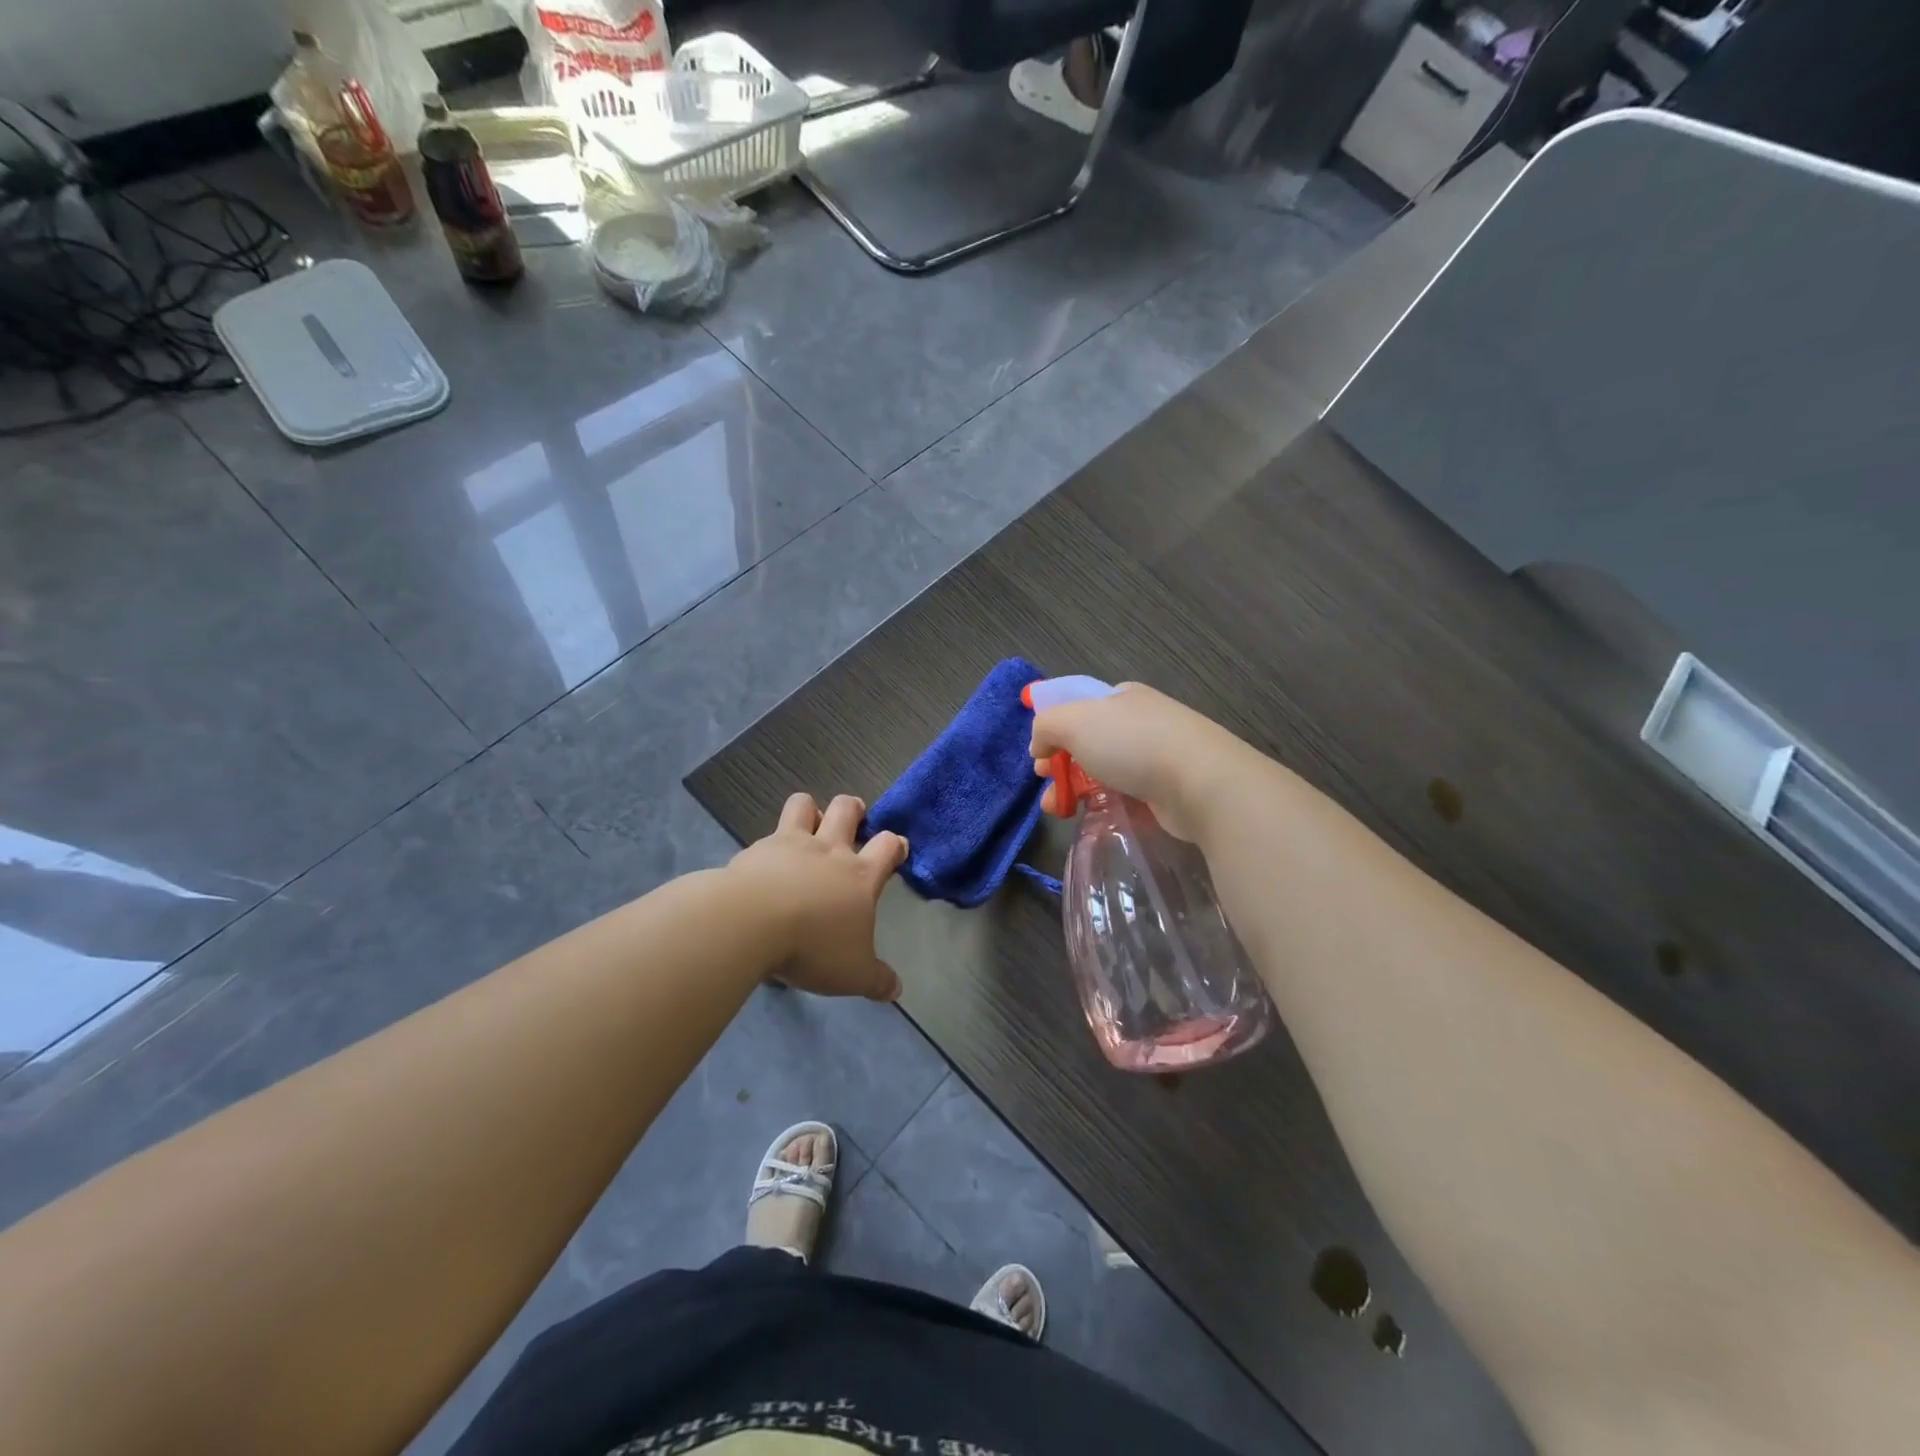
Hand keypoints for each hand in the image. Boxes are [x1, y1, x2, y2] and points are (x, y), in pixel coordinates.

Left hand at [729, 792, 907, 1000]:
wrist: (751, 924)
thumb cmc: (813, 946)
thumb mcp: (853, 973)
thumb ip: (876, 979)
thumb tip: (896, 990)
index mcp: (860, 876)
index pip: (887, 847)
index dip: (895, 845)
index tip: (896, 847)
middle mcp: (829, 851)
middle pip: (847, 809)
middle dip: (854, 809)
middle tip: (854, 820)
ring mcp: (790, 845)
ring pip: (804, 805)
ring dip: (810, 810)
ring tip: (809, 825)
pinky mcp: (756, 851)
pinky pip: (767, 835)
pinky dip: (770, 844)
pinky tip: (765, 863)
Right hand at [1029, 683, 1248, 840]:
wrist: (1200, 782)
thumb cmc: (1132, 743)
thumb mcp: (1073, 722)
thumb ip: (1045, 726)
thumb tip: (1040, 745)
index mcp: (1122, 696)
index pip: (1080, 706)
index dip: (1054, 729)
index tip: (1041, 756)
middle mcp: (1141, 721)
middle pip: (1089, 741)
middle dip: (1061, 764)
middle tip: (1048, 786)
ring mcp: (1158, 755)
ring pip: (1105, 771)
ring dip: (1076, 789)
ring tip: (1059, 811)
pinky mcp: (1169, 788)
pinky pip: (1127, 794)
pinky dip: (1106, 804)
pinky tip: (1095, 816)